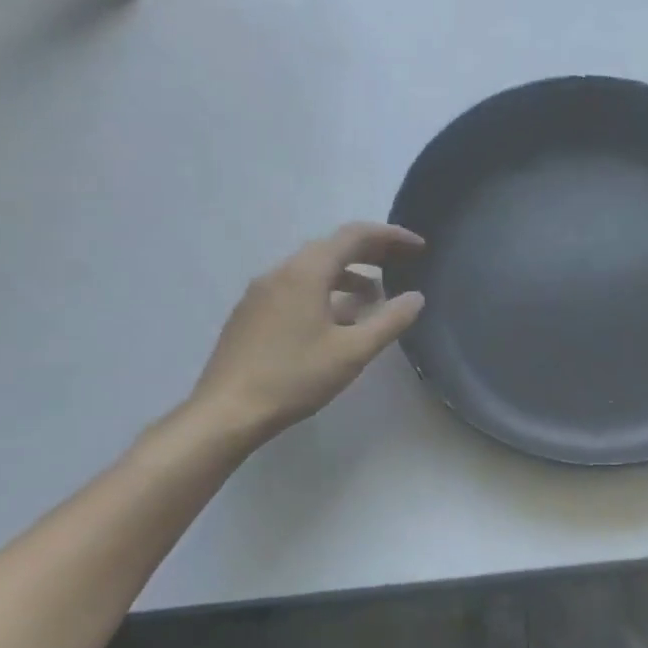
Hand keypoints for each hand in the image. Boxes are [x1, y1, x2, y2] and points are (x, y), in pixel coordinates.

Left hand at [188, 223, 425, 440]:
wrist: (228, 411)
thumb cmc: (295, 377)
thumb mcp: (353, 351)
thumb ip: (389, 321)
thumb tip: (416, 297)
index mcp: (305, 274)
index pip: (353, 236)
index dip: (390, 236)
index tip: (419, 246)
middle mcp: (280, 273)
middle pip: (331, 248)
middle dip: (371, 252)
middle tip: (403, 263)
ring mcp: (261, 293)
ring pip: (313, 270)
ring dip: (349, 275)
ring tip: (376, 297)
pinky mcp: (252, 314)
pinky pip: (297, 288)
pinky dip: (327, 291)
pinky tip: (338, 320)